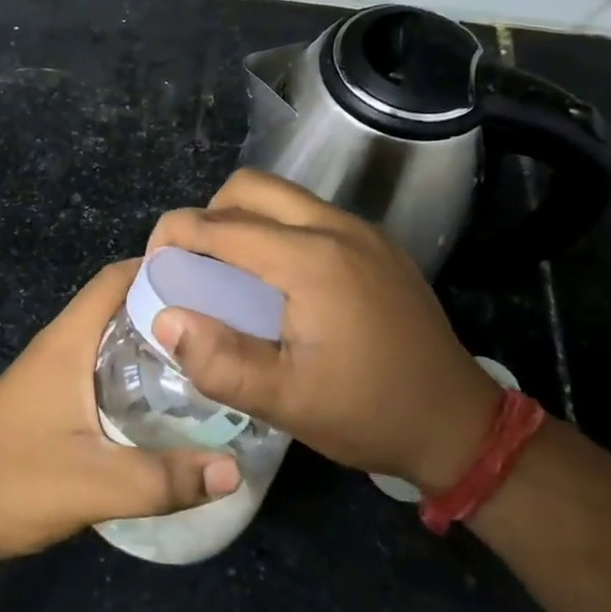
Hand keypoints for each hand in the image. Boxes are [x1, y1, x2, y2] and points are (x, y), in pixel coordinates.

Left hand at [0, 261, 242, 572]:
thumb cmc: (14, 487)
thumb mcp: (95, 485)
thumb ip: (165, 479)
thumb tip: (236, 469)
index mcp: (66, 342)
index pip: (116, 278)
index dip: (161, 266)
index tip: (214, 277)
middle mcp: (59, 346)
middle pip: (119, 303)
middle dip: (169, 304)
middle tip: (226, 321)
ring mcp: (52, 372)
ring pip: (110, 336)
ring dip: (153, 338)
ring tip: (208, 355)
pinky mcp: (51, 399)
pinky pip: (102, 365)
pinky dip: (135, 367)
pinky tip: (166, 397)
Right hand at [146, 170, 502, 491]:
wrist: (457, 423)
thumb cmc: (368, 413)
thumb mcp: (286, 403)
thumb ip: (220, 361)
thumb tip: (165, 319)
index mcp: (313, 261)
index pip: (224, 225)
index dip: (176, 234)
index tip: (153, 262)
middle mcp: (338, 229)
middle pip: (252, 187)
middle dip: (208, 214)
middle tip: (192, 263)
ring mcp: (362, 232)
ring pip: (282, 197)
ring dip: (243, 220)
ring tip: (228, 273)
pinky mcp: (376, 245)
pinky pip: (308, 215)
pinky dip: (275, 231)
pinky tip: (274, 282)